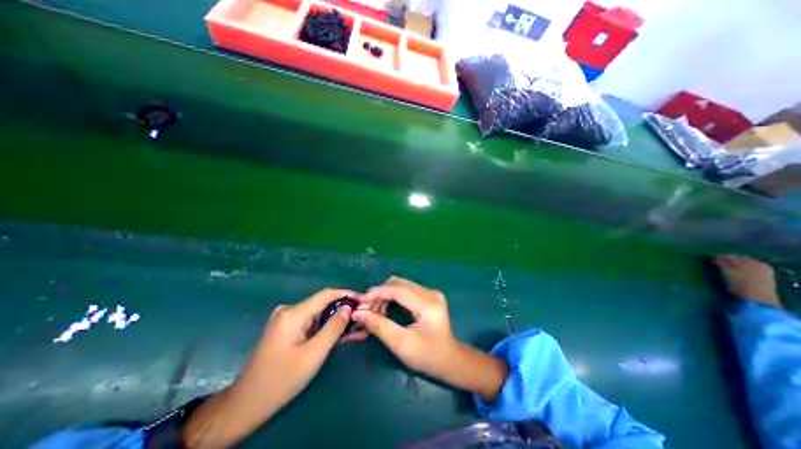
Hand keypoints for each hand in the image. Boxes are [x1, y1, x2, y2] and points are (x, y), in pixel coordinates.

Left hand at [251, 289, 357, 401]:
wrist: (247, 404)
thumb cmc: (281, 380)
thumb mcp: (313, 355)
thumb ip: (333, 328)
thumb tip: (348, 308)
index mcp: (293, 314)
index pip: (326, 294)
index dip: (346, 294)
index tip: (363, 299)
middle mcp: (288, 310)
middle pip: (322, 303)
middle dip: (343, 310)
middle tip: (362, 317)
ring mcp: (286, 319)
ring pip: (318, 314)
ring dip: (336, 320)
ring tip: (356, 328)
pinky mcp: (286, 327)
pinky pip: (311, 322)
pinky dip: (325, 327)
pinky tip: (340, 334)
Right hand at [351, 278, 502, 399]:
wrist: (450, 360)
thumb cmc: (428, 357)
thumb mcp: (401, 344)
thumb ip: (379, 326)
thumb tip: (358, 313)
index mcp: (427, 303)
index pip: (397, 289)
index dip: (376, 293)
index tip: (359, 302)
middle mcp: (430, 292)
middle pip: (398, 283)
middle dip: (379, 294)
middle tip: (366, 311)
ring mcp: (431, 292)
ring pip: (400, 285)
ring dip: (385, 295)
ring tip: (376, 312)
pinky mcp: (429, 295)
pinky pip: (405, 289)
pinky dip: (392, 297)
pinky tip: (386, 309)